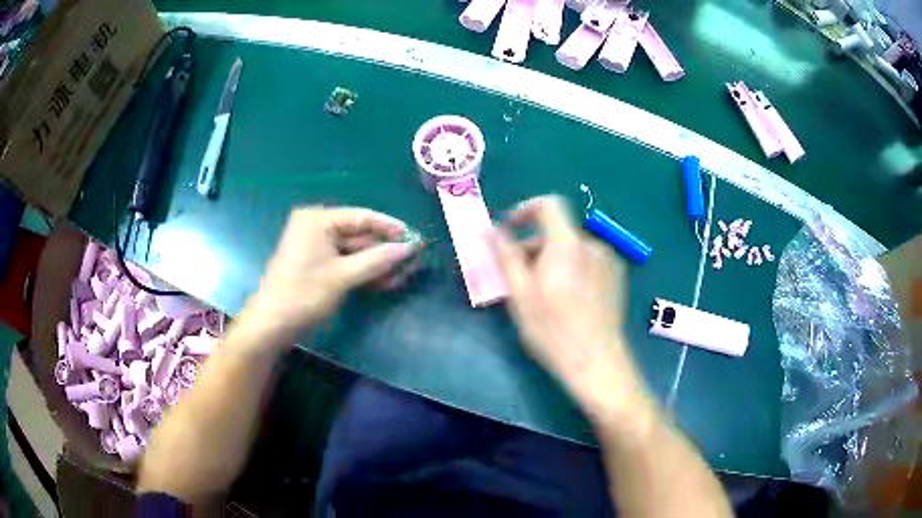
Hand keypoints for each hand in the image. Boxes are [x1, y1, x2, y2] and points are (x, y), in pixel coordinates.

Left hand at [244, 207, 419, 344]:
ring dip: (378, 263)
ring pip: (355, 251)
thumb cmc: (304, 294)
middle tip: (414, 260)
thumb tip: (410, 248)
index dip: (390, 227)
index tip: (415, 237)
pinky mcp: (318, 265)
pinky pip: (346, 263)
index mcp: (317, 219)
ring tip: (406, 274)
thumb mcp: (343, 276)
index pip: (361, 216)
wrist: (272, 325)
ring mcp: (317, 247)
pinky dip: (365, 272)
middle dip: (386, 250)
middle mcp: (317, 227)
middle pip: (360, 234)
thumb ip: (378, 260)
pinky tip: (387, 281)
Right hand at [491, 195, 646, 415]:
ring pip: (571, 250)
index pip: (549, 205)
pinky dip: (571, 270)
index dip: (526, 209)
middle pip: (557, 232)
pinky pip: (587, 262)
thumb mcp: (520, 294)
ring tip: (542, 294)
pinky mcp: (617, 277)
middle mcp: (592, 245)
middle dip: (533, 247)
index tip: (510, 229)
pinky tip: (567, 300)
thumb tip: (491, 229)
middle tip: (517, 277)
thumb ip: (505, 255)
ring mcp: (608, 261)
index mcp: (567, 244)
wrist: (595, 361)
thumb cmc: (552, 329)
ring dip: (552, 261)